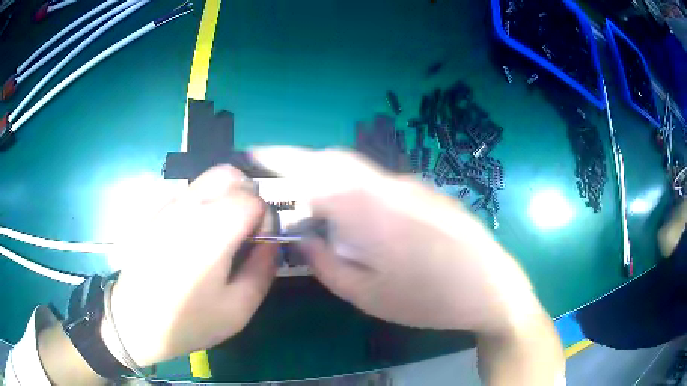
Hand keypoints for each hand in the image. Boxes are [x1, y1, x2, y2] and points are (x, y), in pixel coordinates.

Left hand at [106, 166, 277, 366]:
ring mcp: (168, 205)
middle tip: (244, 230)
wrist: (135, 322)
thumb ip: (263, 269)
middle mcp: (190, 206)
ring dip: (223, 198)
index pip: (253, 198)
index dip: (264, 219)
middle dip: (246, 196)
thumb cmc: (188, 321)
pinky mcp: (154, 212)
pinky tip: (192, 238)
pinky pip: (187, 194)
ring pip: (207, 180)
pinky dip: (201, 205)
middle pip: (230, 174)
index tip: (257, 244)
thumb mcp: (238, 309)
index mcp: (214, 228)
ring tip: (219, 235)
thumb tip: (269, 242)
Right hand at [251, 147, 542, 333]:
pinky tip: (374, 230)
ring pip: (361, 174)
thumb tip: (306, 239)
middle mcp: (391, 184)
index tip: (256, 153)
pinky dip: (363, 197)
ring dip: (336, 187)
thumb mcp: (366, 295)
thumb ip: (326, 264)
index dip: (280, 156)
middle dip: (305, 171)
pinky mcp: (430, 193)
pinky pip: (384, 186)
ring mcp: (415, 185)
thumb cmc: (428, 300)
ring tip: (332, 223)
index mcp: (370, 208)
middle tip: (291, 199)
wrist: (491, 290)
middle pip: (337, 163)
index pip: (314, 168)